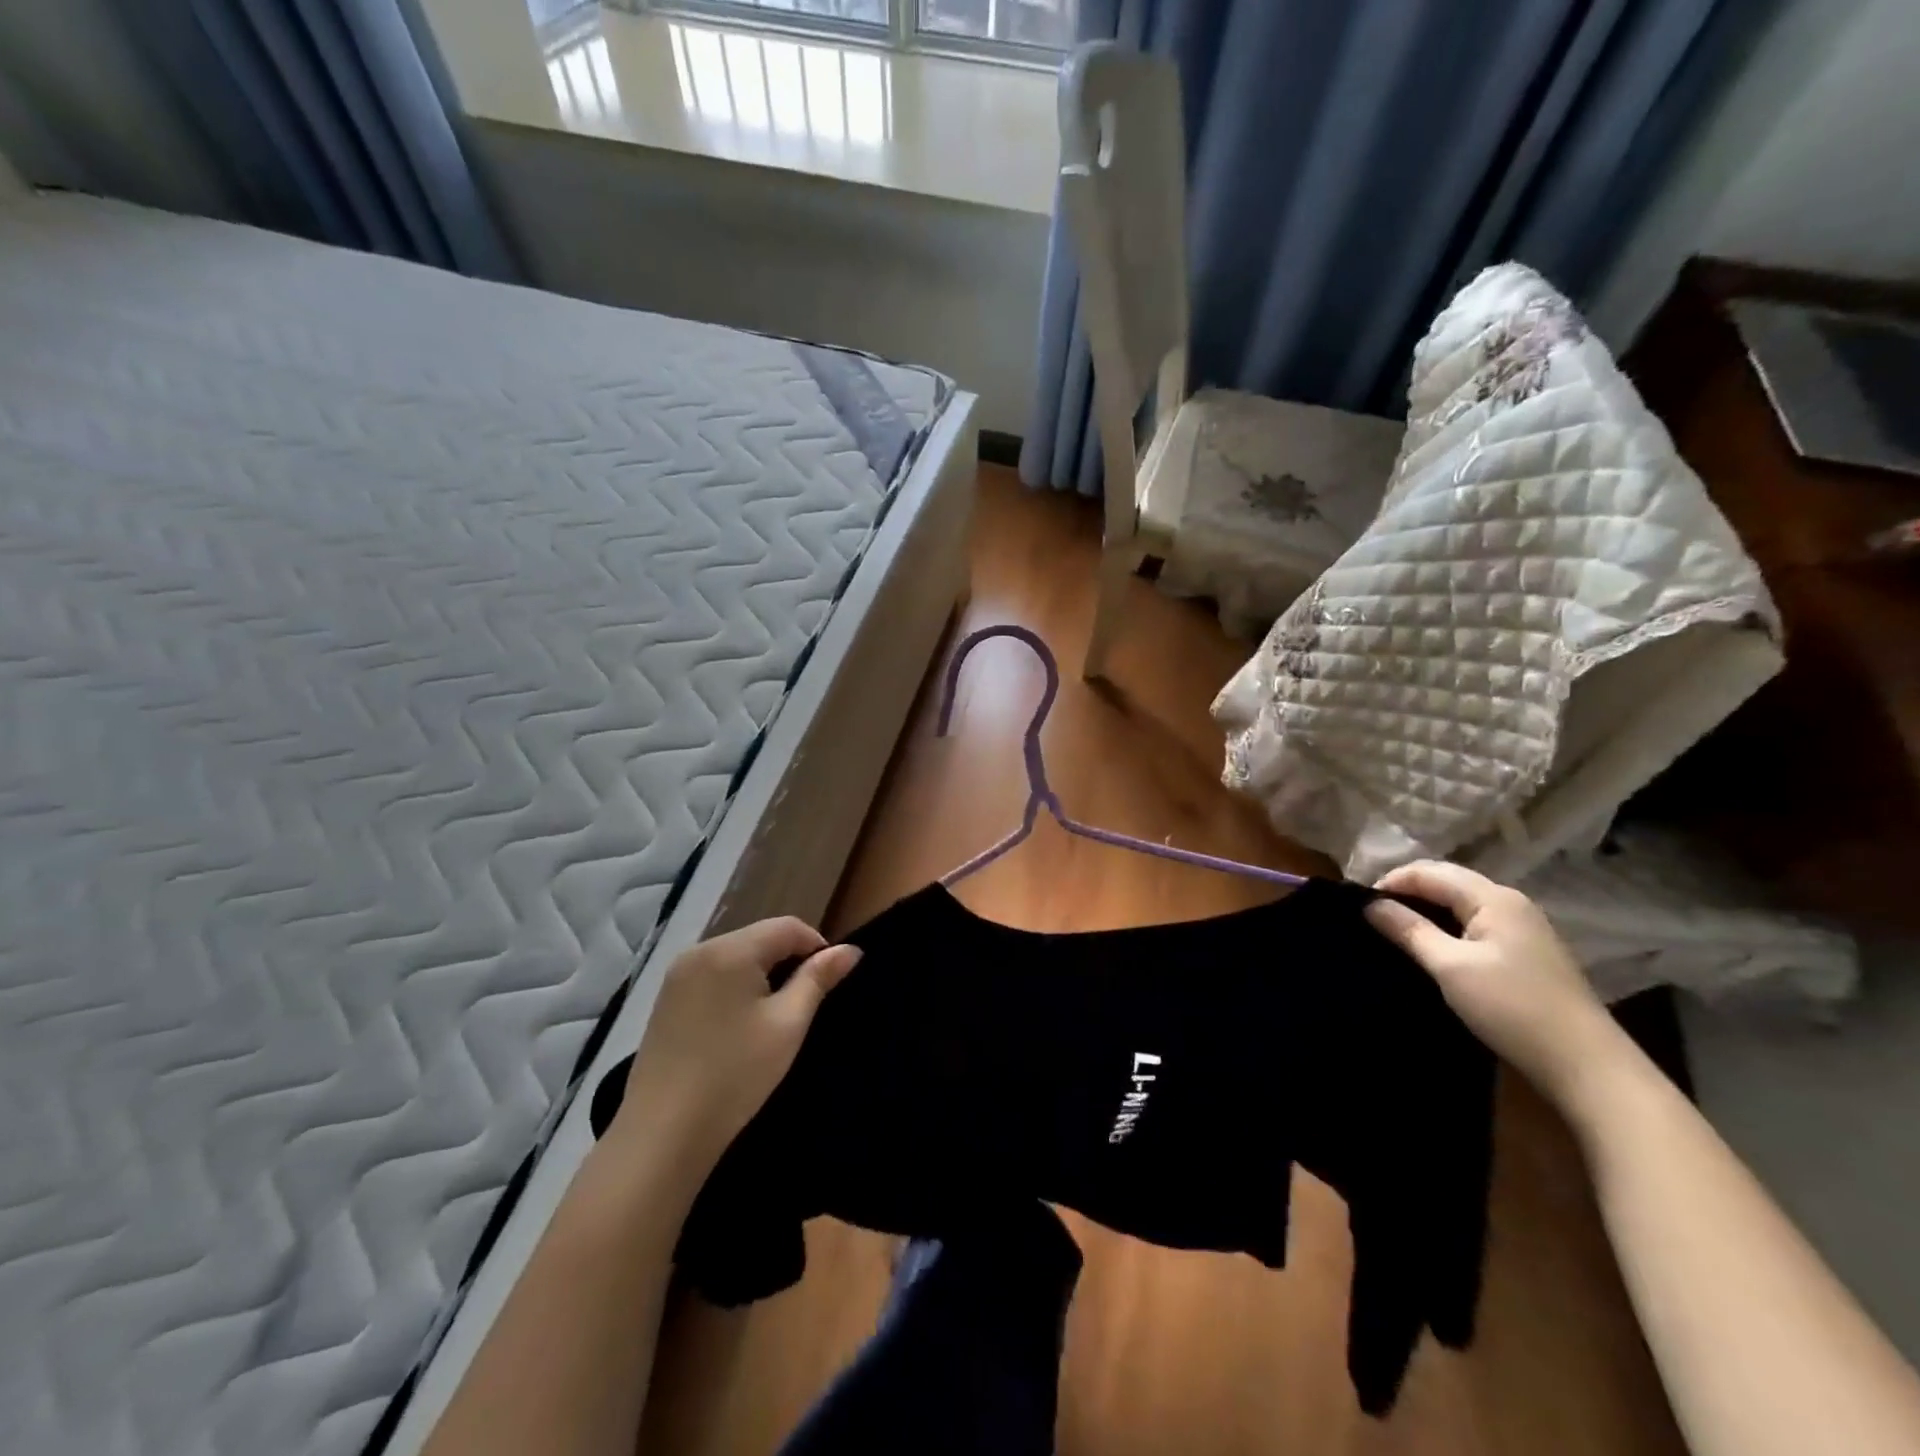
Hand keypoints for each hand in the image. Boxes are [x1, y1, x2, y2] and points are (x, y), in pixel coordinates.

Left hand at [610, 918, 860, 1181]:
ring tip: (774, 1016)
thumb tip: (850, 950)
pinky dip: (734, 987)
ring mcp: (677, 974)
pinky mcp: (665, 999)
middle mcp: (700, 950)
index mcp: (731, 949)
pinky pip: (712, 975)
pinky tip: (738, 1025)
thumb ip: (818, 979)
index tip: (829, 984)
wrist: (662, 1134)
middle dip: (788, 960)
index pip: (788, 927)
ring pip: (736, 956)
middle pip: (760, 938)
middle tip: (803, 1005)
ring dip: (761, 974)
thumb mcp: (788, 1025)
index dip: (817, 947)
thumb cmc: (735, 1075)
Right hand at [1364, 861, 1630, 1112]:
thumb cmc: (1511, 1007)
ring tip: (1394, 929)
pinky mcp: (1526, 953)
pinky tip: (1431, 946)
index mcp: (1493, 898)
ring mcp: (1523, 928)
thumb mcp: (1450, 967)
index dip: (1391, 882)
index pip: (1430, 872)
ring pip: (1461, 903)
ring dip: (1426, 909)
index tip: (1359, 906)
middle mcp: (1510, 903)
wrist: (1586, 1065)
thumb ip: (1408, 930)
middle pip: (1447, 881)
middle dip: (1407, 891)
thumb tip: (1370, 904)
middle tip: (1372, 915)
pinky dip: (1447, 926)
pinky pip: (1475, 923)